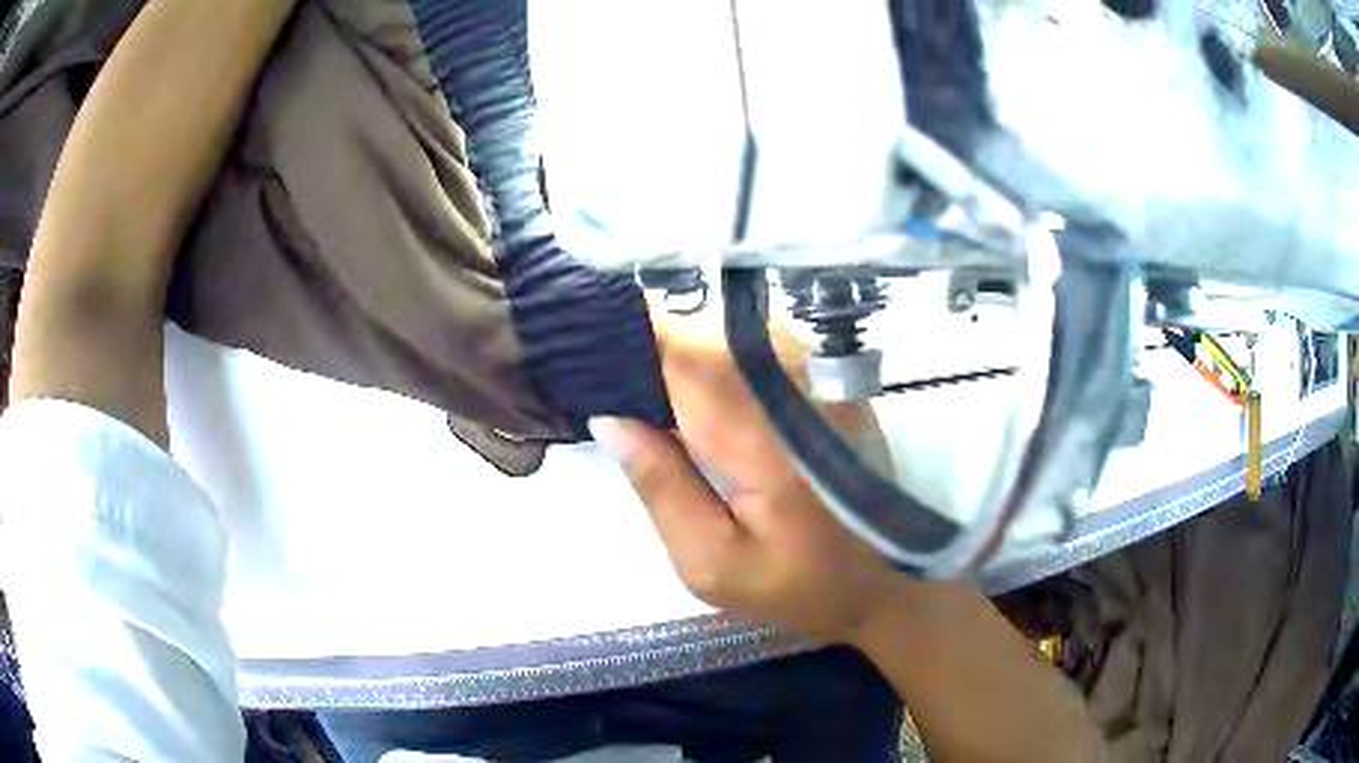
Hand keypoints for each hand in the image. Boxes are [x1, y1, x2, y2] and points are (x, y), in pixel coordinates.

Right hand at [590, 315, 913, 642]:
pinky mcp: (833, 386)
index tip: (588, 342)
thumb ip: (661, 489)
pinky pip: (762, 349)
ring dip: (684, 345)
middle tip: (604, 363)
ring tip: (642, 374)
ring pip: (733, 335)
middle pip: (707, 336)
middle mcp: (797, 393)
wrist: (885, 583)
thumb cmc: (795, 585)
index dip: (633, 339)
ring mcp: (822, 383)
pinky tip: (695, 384)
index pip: (685, 359)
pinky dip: (719, 355)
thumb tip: (609, 418)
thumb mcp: (711, 562)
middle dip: (650, 340)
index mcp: (763, 442)